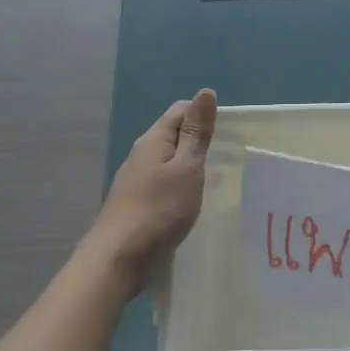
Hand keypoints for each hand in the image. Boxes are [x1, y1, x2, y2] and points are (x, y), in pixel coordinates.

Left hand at [90, 89, 217, 281]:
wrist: (119, 257)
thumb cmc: (159, 209)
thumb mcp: (187, 167)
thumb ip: (197, 133)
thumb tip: (205, 92)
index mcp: (154, 140)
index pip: (180, 111)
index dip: (204, 115)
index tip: (229, 133)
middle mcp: (142, 154)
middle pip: (174, 135)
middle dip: (200, 141)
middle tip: (229, 158)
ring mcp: (137, 180)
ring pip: (169, 162)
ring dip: (191, 166)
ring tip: (217, 180)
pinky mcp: (139, 203)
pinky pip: (164, 184)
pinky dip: (181, 186)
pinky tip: (194, 202)